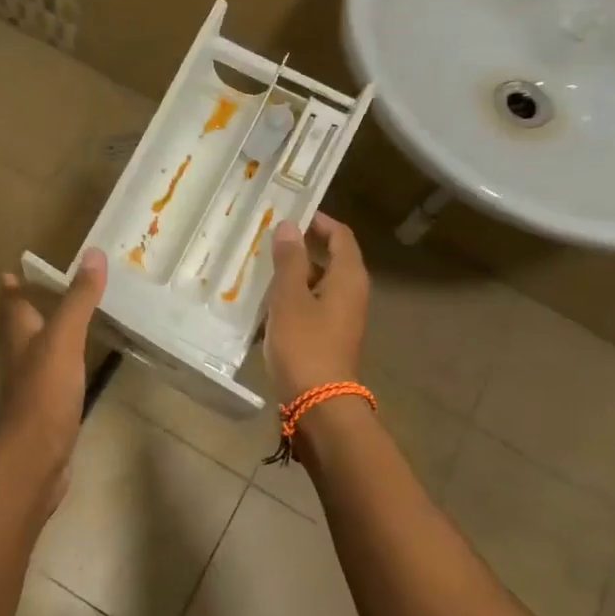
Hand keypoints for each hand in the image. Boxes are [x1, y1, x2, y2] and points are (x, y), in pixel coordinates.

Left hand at [0, 249, 107, 490]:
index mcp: (19, 337)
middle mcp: (20, 359)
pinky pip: (52, 380)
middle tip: (39, 294)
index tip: (10, 273)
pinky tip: (75, 369)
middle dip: (26, 311)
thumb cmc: (44, 392)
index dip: (12, 288)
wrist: (35, 458)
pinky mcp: (46, 412)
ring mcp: (32, 388)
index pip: (12, 305)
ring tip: (62, 325)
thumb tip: (93, 254)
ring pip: (35, 354)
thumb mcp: (64, 338)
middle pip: (19, 329)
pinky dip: (61, 367)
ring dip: (44, 338)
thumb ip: (78, 299)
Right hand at [264, 213, 368, 401]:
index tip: (293, 212)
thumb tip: (289, 226)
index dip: (320, 221)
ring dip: (296, 273)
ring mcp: (343, 317)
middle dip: (304, 246)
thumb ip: (289, 260)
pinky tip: (268, 302)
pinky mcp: (330, 337)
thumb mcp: (290, 297)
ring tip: (263, 266)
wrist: (319, 403)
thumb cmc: (305, 344)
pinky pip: (313, 305)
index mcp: (348, 278)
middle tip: (271, 238)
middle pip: (332, 258)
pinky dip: (295, 297)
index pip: (341, 236)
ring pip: (320, 283)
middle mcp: (352, 293)